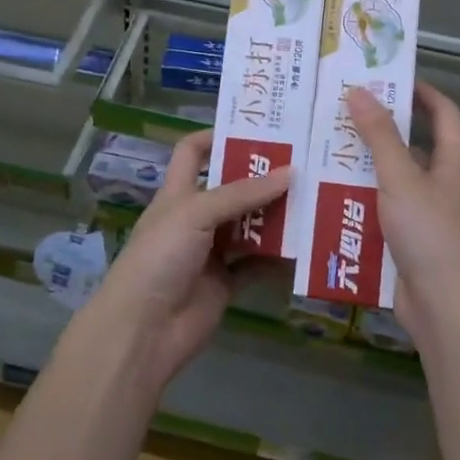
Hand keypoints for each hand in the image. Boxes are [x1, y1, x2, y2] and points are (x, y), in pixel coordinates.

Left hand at [83, 130, 289, 389]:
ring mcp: (211, 252)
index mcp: (178, 193)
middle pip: (231, 188)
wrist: (143, 330)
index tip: (256, 129)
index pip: (193, 152)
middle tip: (304, 162)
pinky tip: (307, 244)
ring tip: (315, 197)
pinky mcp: (226, 283)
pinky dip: (278, 257)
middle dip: (262, 177)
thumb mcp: (196, 213)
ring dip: (277, 215)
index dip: (217, 136)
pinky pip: (257, 264)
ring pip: (249, 226)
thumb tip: (290, 171)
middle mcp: (195, 218)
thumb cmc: (160, 257)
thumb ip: (242, 194)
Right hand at [345, 81, 459, 340]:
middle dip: (379, 129)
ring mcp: (429, 214)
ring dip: (365, 166)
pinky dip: (362, 200)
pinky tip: (330, 195)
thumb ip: (379, 135)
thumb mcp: (400, 178)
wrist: (446, 308)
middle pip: (413, 145)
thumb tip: (360, 90)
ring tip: (325, 149)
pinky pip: (385, 210)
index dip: (420, 91)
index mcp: (455, 161)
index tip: (387, 76)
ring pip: (394, 179)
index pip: (444, 112)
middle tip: (340, 113)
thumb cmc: (430, 233)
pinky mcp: (412, 240)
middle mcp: (446, 183)